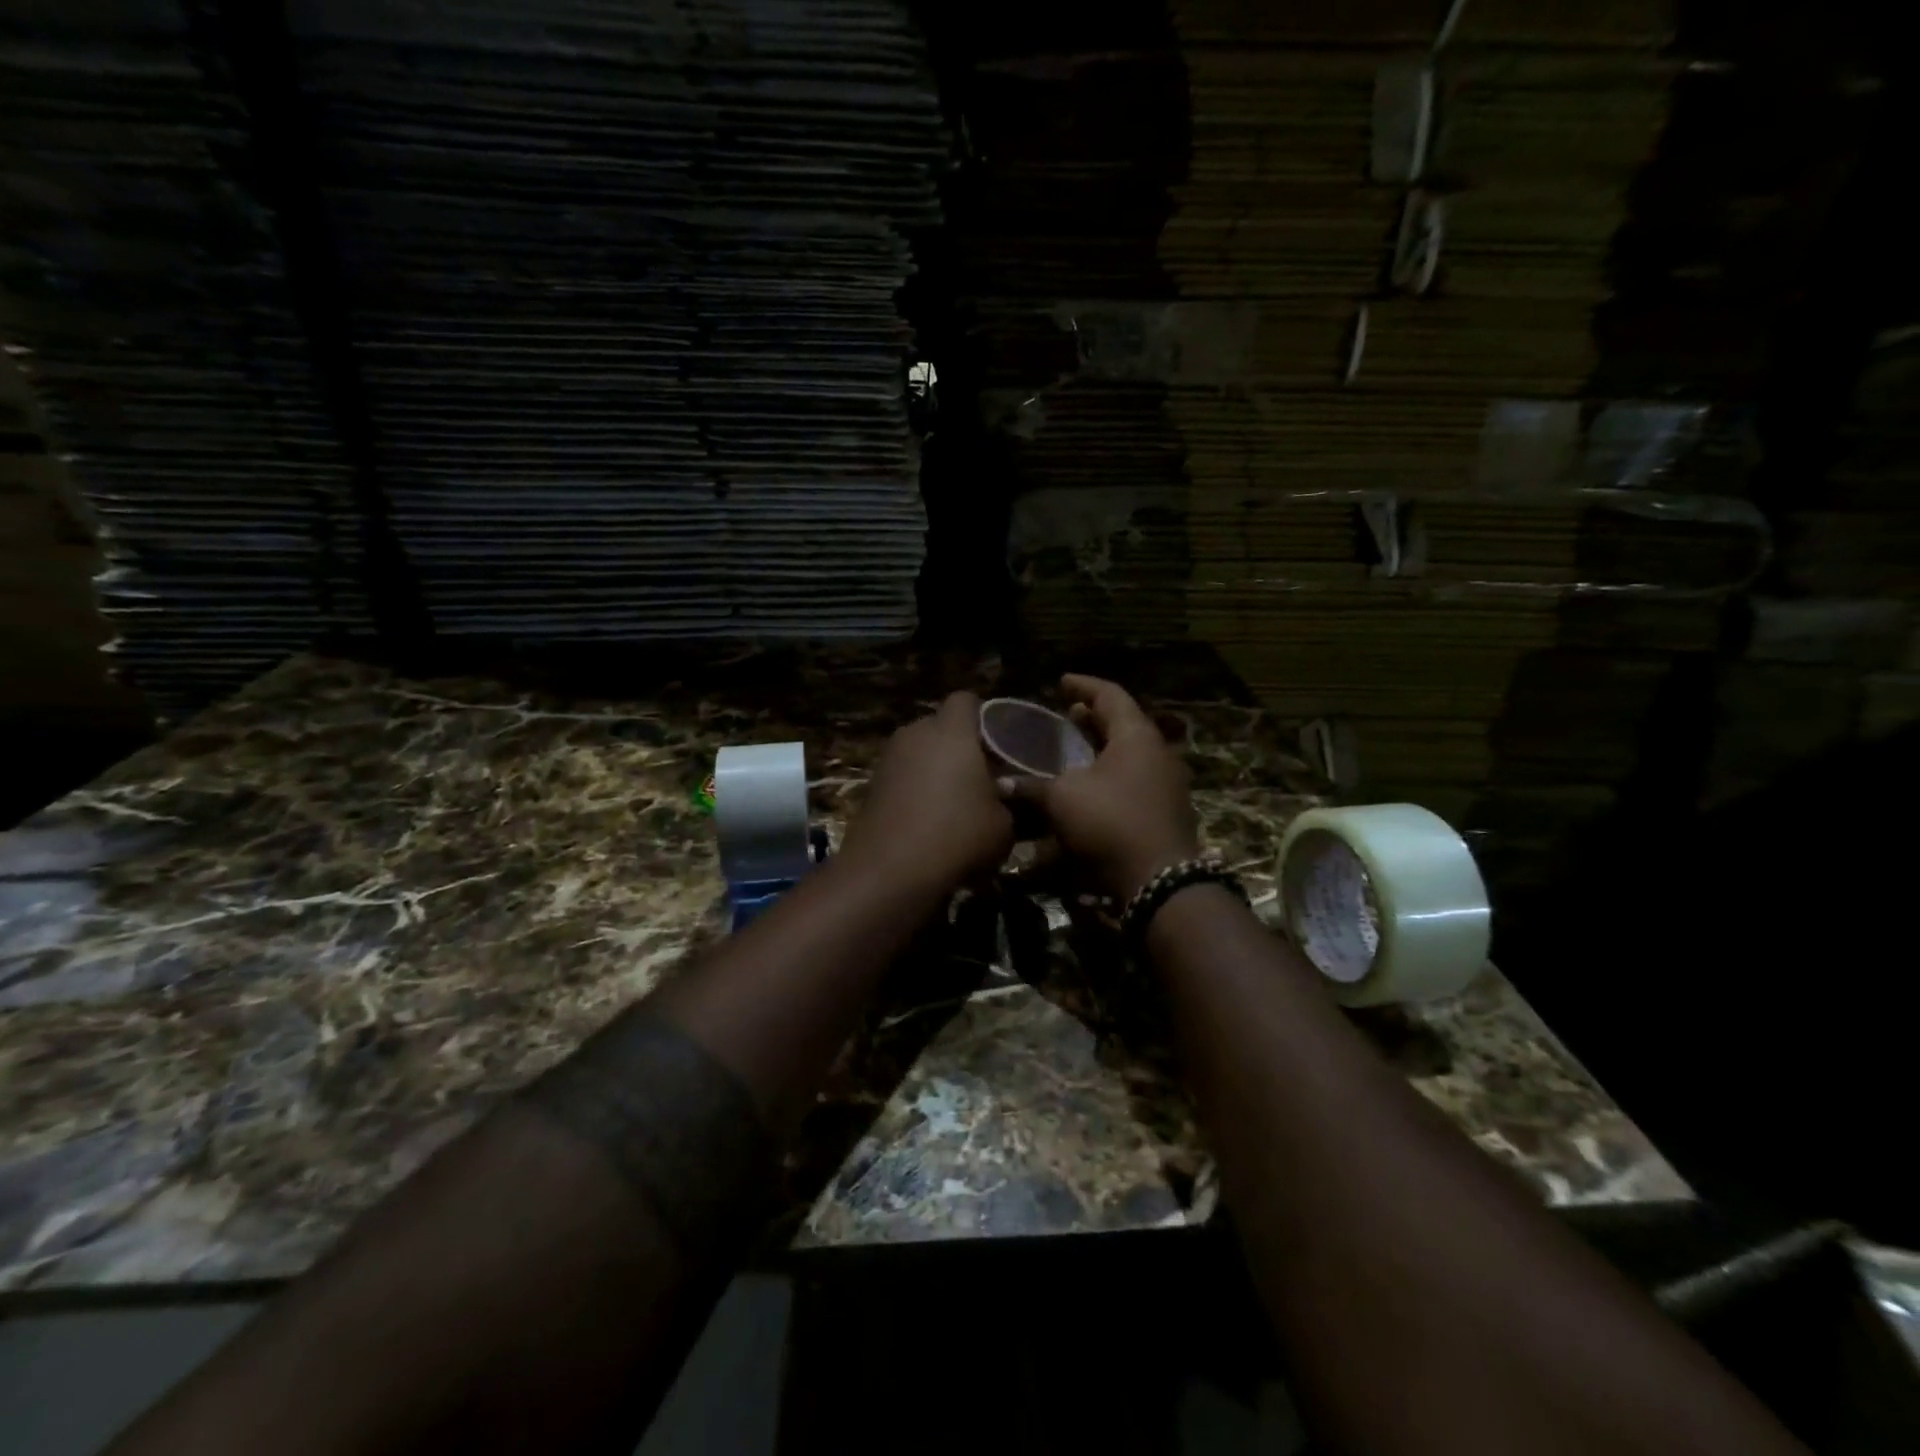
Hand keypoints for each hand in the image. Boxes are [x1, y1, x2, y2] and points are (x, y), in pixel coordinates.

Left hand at [840, 691, 1014, 893]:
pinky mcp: (872, 785)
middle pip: (940, 725)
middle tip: (982, 774)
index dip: (984, 715)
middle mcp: (915, 733)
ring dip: (936, 768)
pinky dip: (916, 789)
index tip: (1000, 741)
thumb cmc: (958, 835)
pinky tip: (930, 819)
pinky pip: (903, 775)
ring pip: (919, 751)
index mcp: (951, 730)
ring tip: (956, 801)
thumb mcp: (1004, 824)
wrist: (890, 871)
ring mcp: (889, 758)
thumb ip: (1011, 801)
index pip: (966, 699)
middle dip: (960, 744)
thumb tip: (1010, 796)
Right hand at [1002, 674, 1199, 900]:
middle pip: (1122, 724)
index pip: (1110, 695)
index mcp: (1136, 736)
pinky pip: (1132, 782)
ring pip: (1128, 755)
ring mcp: (1165, 784)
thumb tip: (1001, 785)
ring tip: (1071, 753)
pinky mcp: (1164, 812)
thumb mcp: (1062, 799)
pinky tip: (1086, 791)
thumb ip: (1031, 787)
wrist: (1159, 882)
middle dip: (1091, 718)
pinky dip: (1108, 777)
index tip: (1060, 682)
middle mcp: (1157, 753)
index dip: (1082, 685)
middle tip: (1064, 716)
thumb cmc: (1110, 823)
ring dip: (1099, 750)